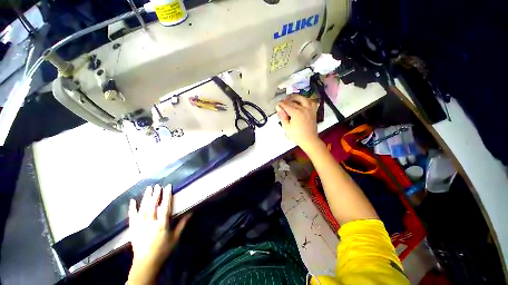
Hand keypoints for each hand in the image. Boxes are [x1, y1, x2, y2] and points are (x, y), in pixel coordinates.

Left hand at [128, 185, 189, 284]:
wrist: (145, 263)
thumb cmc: (163, 250)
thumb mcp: (175, 237)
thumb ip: (182, 224)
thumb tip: (191, 212)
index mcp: (161, 225)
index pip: (165, 207)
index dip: (167, 196)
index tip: (168, 186)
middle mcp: (150, 223)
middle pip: (152, 206)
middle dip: (155, 194)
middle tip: (157, 185)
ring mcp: (140, 226)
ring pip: (142, 209)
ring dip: (146, 198)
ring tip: (149, 188)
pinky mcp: (133, 229)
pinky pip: (132, 217)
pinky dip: (132, 208)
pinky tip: (132, 201)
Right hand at [276, 95, 320, 151]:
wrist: (309, 140)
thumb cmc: (297, 135)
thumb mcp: (286, 127)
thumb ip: (283, 116)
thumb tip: (279, 108)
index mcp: (296, 112)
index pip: (286, 105)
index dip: (281, 104)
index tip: (277, 105)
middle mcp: (303, 108)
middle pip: (293, 101)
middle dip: (287, 100)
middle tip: (283, 101)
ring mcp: (310, 109)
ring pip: (303, 99)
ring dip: (296, 97)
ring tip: (291, 98)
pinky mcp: (313, 111)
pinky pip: (311, 102)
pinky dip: (306, 100)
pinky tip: (303, 102)